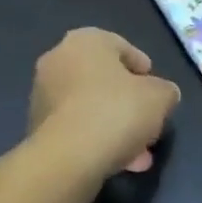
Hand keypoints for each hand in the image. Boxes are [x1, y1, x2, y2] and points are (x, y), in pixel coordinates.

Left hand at [27, 28, 180, 189]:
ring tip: (139, 154)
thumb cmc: (116, 111)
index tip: (156, 89)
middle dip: (129, 103)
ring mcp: (43, 93)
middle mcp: (58, 59)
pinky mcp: (37, 125)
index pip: (121, 46)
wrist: (68, 157)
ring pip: (90, 106)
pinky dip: (96, 138)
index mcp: (85, 40)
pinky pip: (76, 126)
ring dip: (115, 125)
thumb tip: (161, 94)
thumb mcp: (159, 97)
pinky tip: (118, 161)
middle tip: (149, 122)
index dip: (142, 68)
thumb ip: (164, 90)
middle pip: (103, 79)